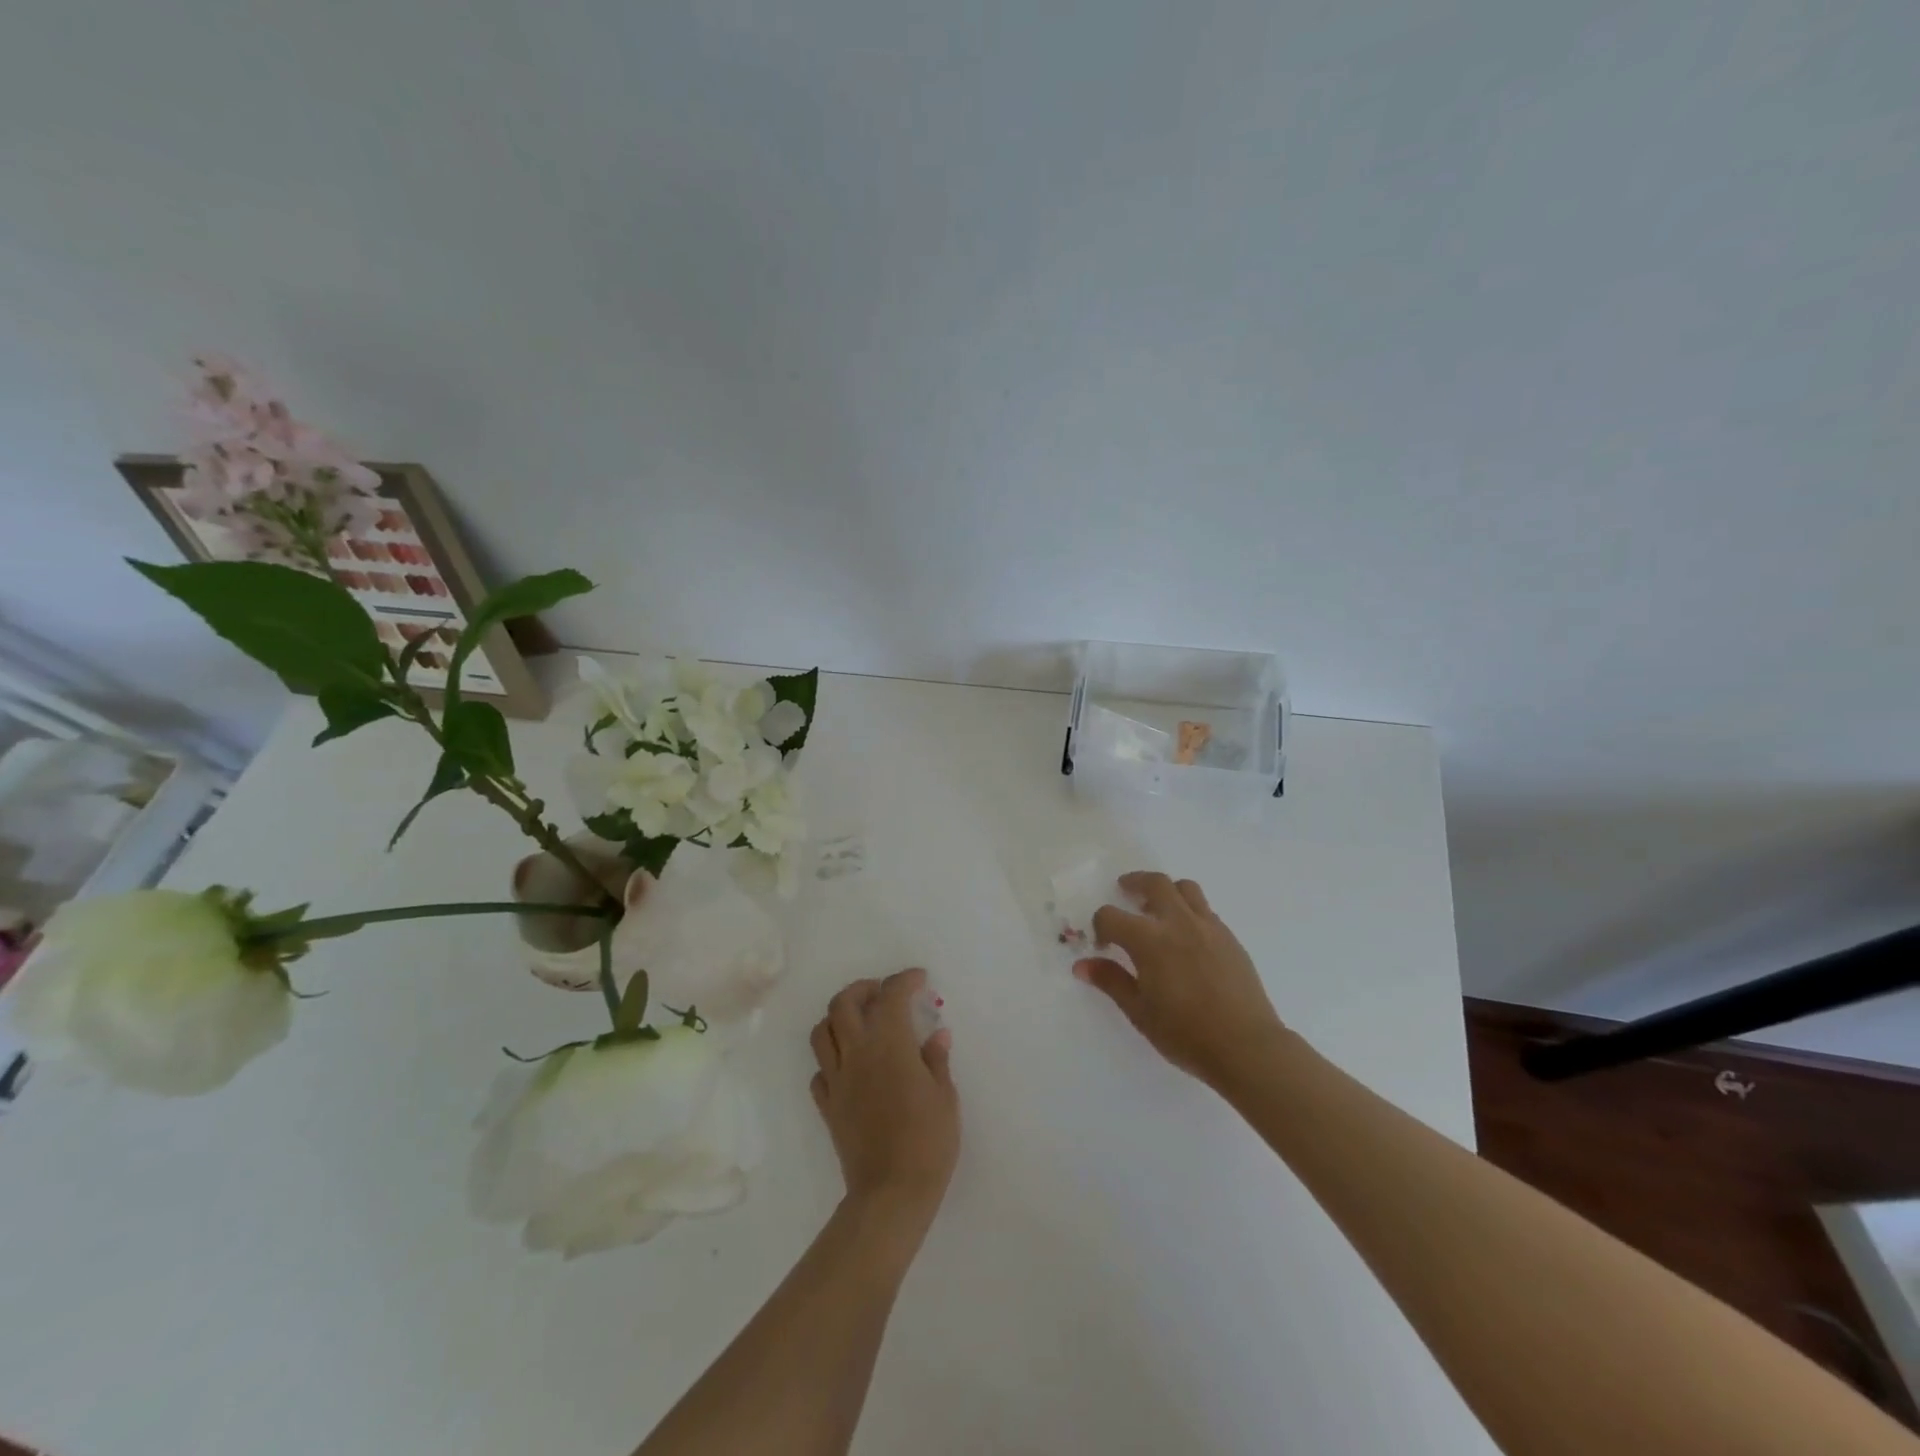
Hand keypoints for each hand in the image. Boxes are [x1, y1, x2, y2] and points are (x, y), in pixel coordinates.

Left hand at [810, 968, 959, 1224]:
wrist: (891, 1193)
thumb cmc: (928, 1142)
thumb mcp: (945, 1097)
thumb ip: (937, 1061)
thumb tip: (937, 1035)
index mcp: (890, 1045)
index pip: (891, 995)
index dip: (904, 980)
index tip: (918, 979)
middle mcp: (857, 1053)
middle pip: (843, 1004)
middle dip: (862, 989)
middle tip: (882, 993)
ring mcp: (837, 1080)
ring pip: (822, 1032)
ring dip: (838, 1018)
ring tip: (859, 1023)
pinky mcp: (827, 1106)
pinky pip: (820, 1071)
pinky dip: (832, 1060)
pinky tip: (850, 1067)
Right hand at [1074, 871, 1287, 1089]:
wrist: (1246, 1047)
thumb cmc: (1186, 1034)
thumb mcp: (1139, 1012)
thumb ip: (1111, 981)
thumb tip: (1082, 965)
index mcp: (1149, 940)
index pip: (1111, 916)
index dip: (1100, 927)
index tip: (1103, 946)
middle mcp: (1178, 923)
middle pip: (1154, 883)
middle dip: (1134, 883)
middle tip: (1125, 890)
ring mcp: (1208, 927)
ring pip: (1185, 888)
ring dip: (1166, 890)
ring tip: (1158, 908)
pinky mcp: (1230, 937)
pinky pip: (1205, 909)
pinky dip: (1189, 910)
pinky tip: (1186, 936)